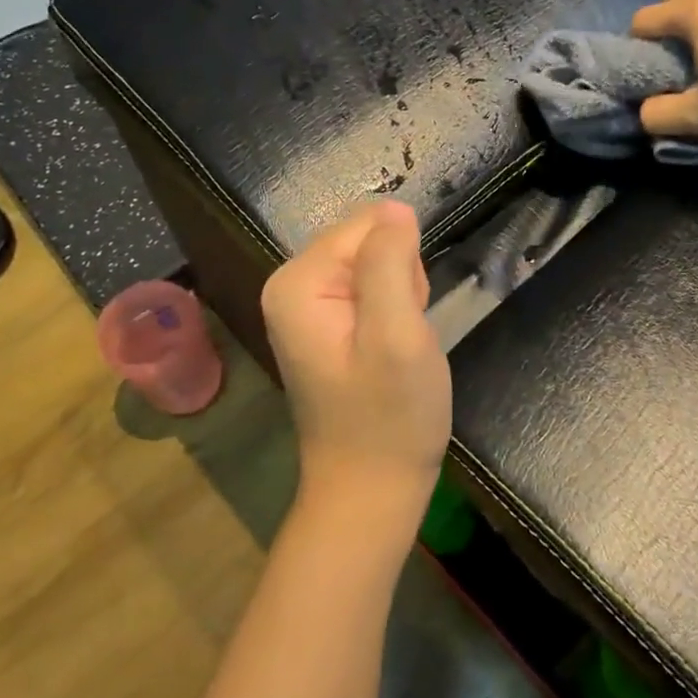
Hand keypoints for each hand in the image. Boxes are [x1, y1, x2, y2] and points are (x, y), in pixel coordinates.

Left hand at [261, 201, 451, 525]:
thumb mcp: (397, 334)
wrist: (371, 490)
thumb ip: (391, 262)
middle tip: (402, 334)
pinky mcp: (327, 325)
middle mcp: (292, 285)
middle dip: (401, 280)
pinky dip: (395, 314)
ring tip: (399, 347)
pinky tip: (392, 352)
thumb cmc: (389, 418)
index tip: (405, 312)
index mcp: (299, 282)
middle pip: (369, 241)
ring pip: (378, 264)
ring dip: (402, 298)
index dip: (403, 264)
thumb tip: (395, 207)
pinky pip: (373, 290)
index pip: (367, 224)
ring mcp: (307, 307)